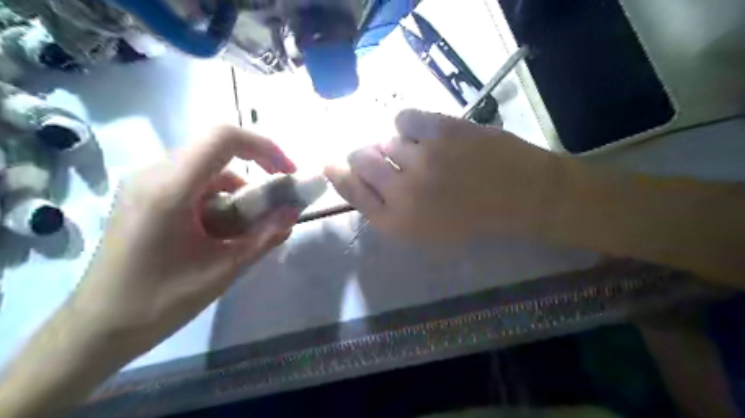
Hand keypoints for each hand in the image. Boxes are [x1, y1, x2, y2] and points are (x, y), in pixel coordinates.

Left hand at [70, 126, 299, 355]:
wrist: (97, 329)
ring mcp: (145, 184)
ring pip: (208, 170)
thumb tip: (294, 212)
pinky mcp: (144, 196)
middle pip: (218, 153)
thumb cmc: (159, 302)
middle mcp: (153, 175)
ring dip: (238, 193)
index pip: (223, 137)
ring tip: (247, 231)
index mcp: (169, 189)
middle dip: (255, 175)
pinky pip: (193, 184)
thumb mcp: (223, 270)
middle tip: (274, 207)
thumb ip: (265, 236)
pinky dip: (219, 200)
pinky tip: (221, 232)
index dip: (265, 147)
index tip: (287, 174)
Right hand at [323, 109, 562, 241]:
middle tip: (379, 155)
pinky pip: (403, 119)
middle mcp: (401, 192)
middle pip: (361, 160)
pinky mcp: (438, 131)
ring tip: (422, 154)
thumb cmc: (474, 220)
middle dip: (365, 156)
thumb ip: (389, 210)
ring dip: (397, 147)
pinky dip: (410, 125)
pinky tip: (426, 135)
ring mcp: (420, 158)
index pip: (352, 193)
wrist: (522, 196)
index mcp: (398, 223)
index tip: (329, 163)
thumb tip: (361, 178)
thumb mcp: (425, 231)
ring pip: (386, 141)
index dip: (339, 176)